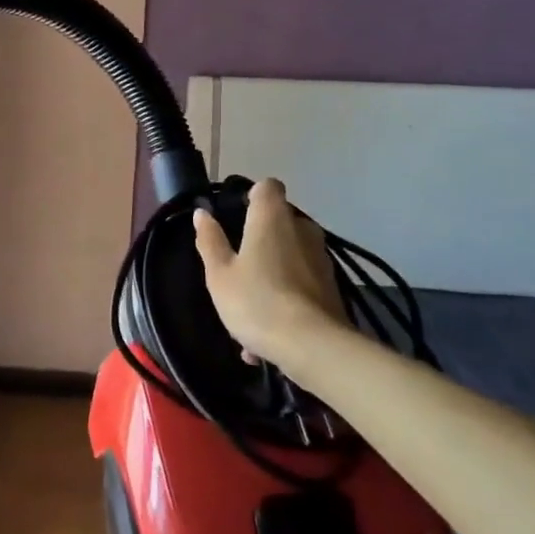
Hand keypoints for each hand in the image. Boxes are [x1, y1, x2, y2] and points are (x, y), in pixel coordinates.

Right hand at [194, 178, 349, 368]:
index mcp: (272, 218)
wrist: (313, 347)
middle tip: (237, 265)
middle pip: (280, 221)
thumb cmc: (257, 301)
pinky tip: (265, 336)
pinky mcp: (332, 287)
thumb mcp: (219, 274)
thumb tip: (202, 213)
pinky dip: (285, 298)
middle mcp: (301, 229)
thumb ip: (210, 240)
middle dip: (260, 238)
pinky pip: (300, 284)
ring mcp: (321, 258)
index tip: (236, 215)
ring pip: (290, 256)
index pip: (268, 186)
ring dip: (271, 272)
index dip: (252, 195)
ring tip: (249, 308)